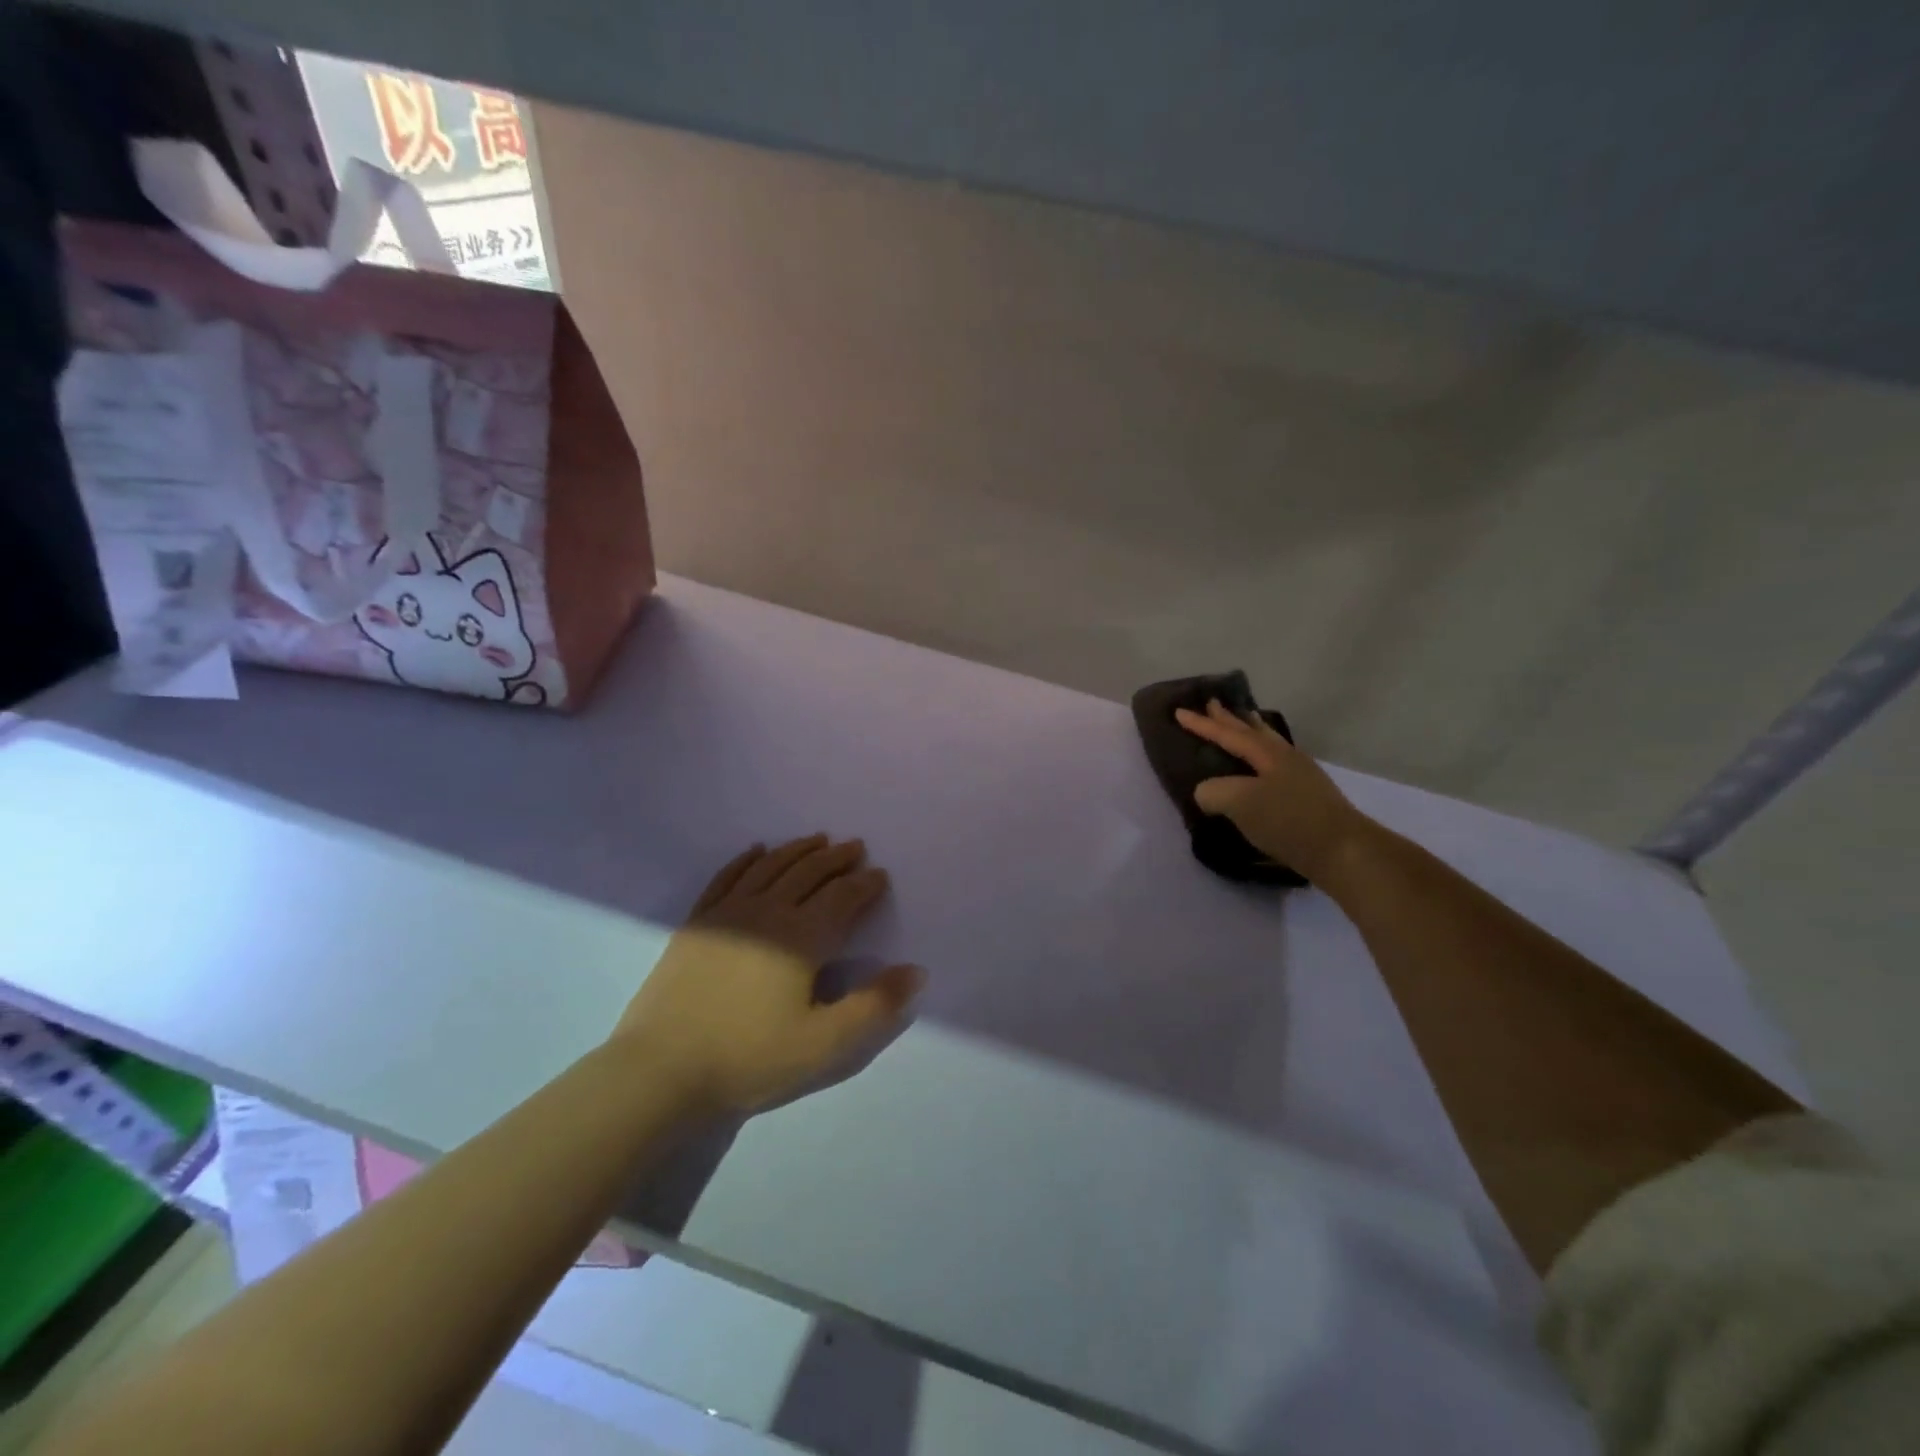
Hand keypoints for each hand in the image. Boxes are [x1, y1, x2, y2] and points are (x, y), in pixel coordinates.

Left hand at [612, 836, 925, 1115]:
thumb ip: (874, 1005)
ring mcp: (727, 914)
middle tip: (855, 847)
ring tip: (817, 840)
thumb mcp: (824, 1044)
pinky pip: (727, 877)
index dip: (865, 884)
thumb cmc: (750, 1057)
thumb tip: (916, 970)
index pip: (842, 898)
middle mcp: (767, 912)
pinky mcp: (697, 923)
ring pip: (770, 867)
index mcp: (801, 937)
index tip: (880, 875)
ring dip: (797, 850)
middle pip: (808, 873)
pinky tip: (756, 851)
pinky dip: (746, 859)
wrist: (661, 1071)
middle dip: (836, 858)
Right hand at [1174, 701, 1372, 882]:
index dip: (1202, 725)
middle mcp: (1286, 758)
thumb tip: (1206, 793)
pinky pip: (1276, 766)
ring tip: (1244, 722)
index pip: (1228, 734)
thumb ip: (1213, 791)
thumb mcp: (1239, 803)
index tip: (1179, 711)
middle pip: (1253, 732)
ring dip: (1252, 732)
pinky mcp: (1308, 799)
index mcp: (1268, 754)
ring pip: (1270, 745)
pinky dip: (1261, 758)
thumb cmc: (1288, 821)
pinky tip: (1260, 769)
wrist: (1342, 852)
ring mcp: (1301, 777)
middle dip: (1230, 719)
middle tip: (1213, 703)